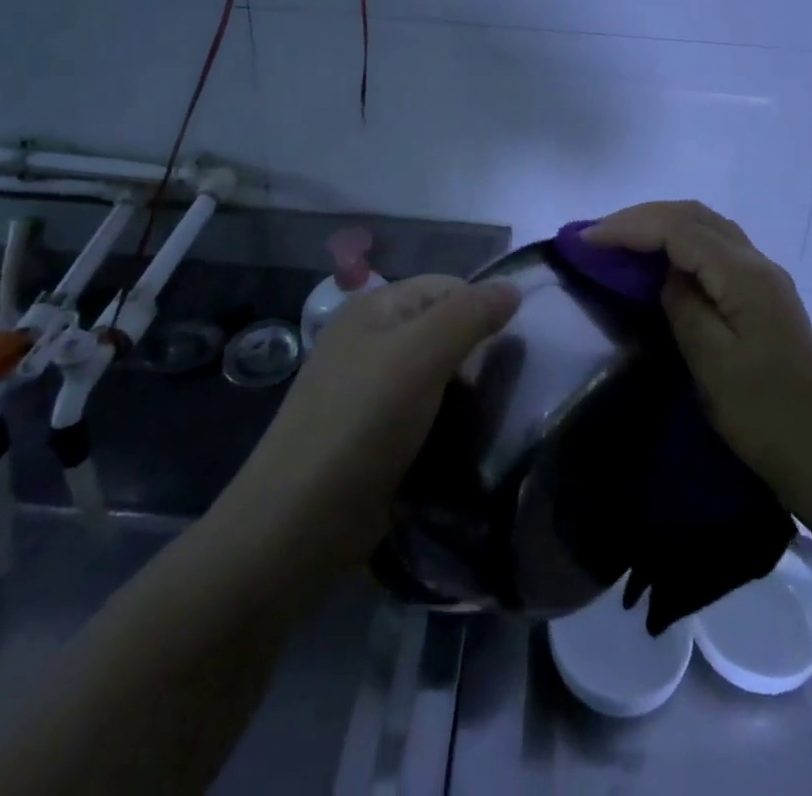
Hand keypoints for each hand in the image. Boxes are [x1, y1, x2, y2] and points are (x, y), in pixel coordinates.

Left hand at [217, 274, 519, 571]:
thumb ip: (470, 315)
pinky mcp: (374, 434)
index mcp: (375, 308)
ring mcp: (369, 389)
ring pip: (438, 374)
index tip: (511, 350)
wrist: (297, 524)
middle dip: (477, 355)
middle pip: (443, 329)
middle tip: (504, 389)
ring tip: (492, 419)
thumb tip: (514, 288)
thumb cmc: (362, 422)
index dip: (482, 310)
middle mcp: (370, 340)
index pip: (447, 287)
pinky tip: (466, 443)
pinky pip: (425, 412)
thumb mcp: (422, 355)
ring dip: (467, 394)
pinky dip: (448, 422)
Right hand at [583, 201, 811, 502]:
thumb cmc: (763, 413)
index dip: (629, 227)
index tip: (586, 241)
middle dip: (641, 217)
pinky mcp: (762, 293)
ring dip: (661, 224)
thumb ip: (682, 305)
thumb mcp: (711, 362)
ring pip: (706, 226)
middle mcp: (757, 262)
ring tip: (619, 240)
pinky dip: (680, 241)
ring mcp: (763, 276)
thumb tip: (666, 275)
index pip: (678, 228)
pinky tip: (660, 260)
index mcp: (744, 275)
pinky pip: (715, 247)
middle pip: (693, 215)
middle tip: (597, 236)